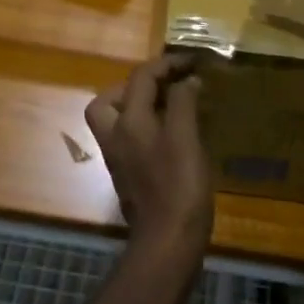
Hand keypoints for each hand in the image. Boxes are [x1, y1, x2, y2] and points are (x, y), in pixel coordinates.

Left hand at [85, 53, 212, 259]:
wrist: (167, 242)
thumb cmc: (179, 186)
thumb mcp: (186, 137)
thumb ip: (183, 103)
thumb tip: (185, 80)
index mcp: (128, 121)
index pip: (141, 77)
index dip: (167, 63)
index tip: (193, 61)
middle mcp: (115, 136)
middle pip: (111, 98)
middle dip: (137, 84)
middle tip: (167, 84)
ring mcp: (119, 158)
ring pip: (117, 119)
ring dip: (138, 105)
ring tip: (170, 105)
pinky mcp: (128, 175)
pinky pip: (130, 137)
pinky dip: (146, 126)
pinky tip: (172, 133)